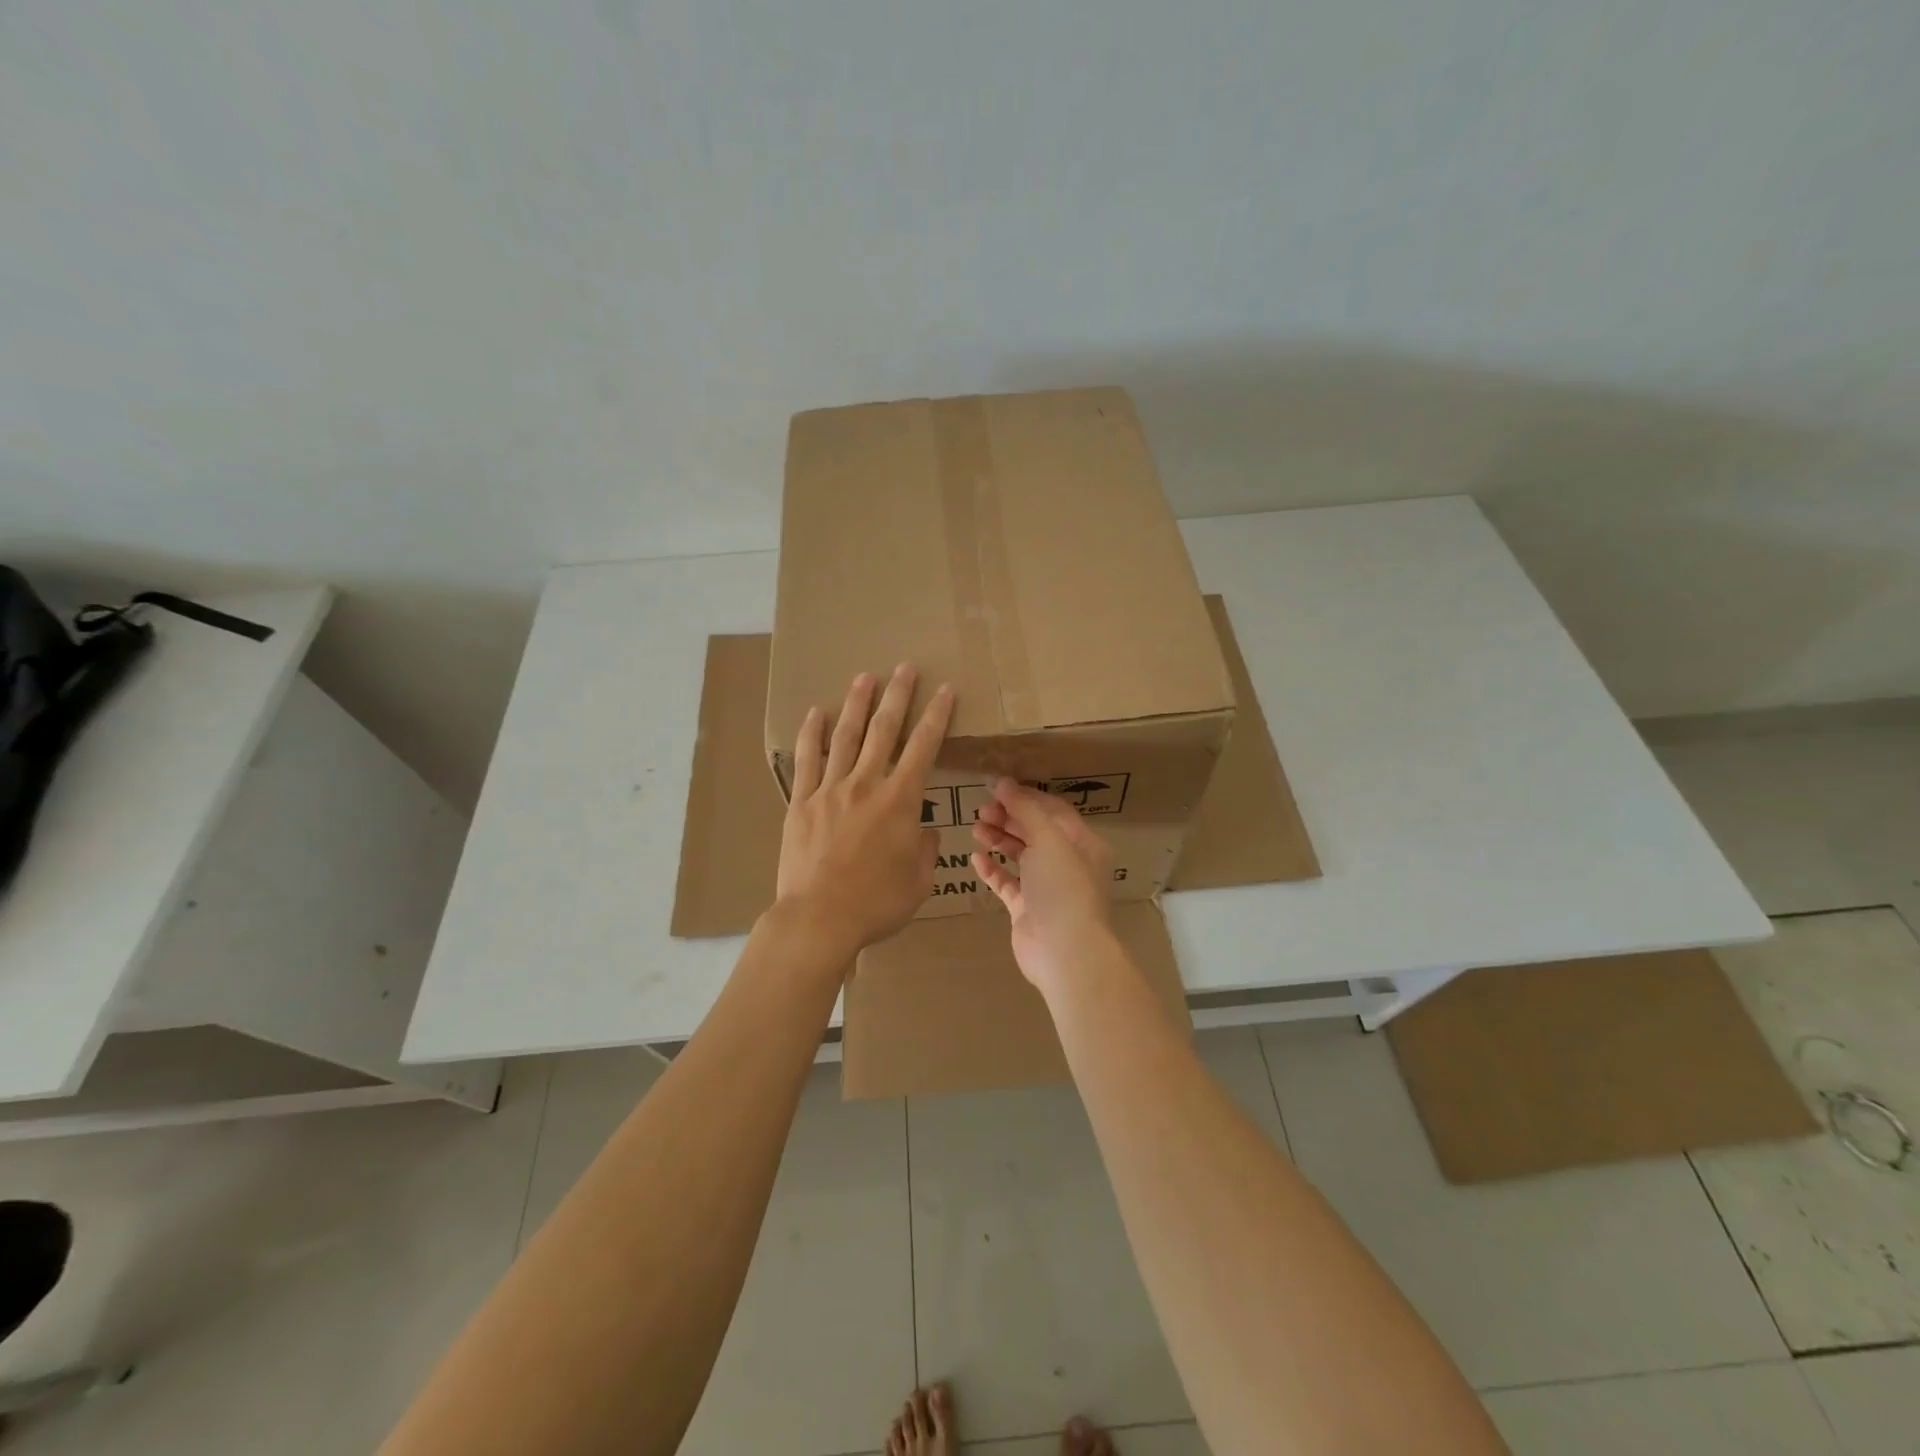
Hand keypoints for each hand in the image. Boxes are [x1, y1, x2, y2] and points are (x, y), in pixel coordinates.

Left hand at [775, 664, 954, 959]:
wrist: (819, 919)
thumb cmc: (876, 904)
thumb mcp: (919, 881)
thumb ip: (925, 849)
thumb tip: (922, 830)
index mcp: (900, 801)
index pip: (924, 747)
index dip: (937, 715)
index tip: (945, 690)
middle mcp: (866, 784)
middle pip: (884, 730)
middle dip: (898, 695)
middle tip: (905, 668)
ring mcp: (830, 790)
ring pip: (846, 736)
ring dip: (857, 704)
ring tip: (865, 677)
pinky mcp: (801, 803)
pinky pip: (807, 760)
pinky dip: (812, 734)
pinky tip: (815, 712)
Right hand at [970, 778, 1114, 993]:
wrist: (1064, 951)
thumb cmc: (1063, 887)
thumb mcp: (1048, 838)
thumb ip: (1025, 809)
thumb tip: (1003, 782)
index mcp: (1083, 843)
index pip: (1053, 810)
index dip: (1026, 797)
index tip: (996, 788)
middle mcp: (1068, 863)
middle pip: (1035, 831)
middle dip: (1009, 817)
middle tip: (982, 810)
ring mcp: (1047, 888)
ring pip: (1020, 855)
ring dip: (999, 839)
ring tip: (976, 829)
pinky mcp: (1027, 910)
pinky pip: (1007, 883)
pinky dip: (993, 869)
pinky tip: (976, 858)